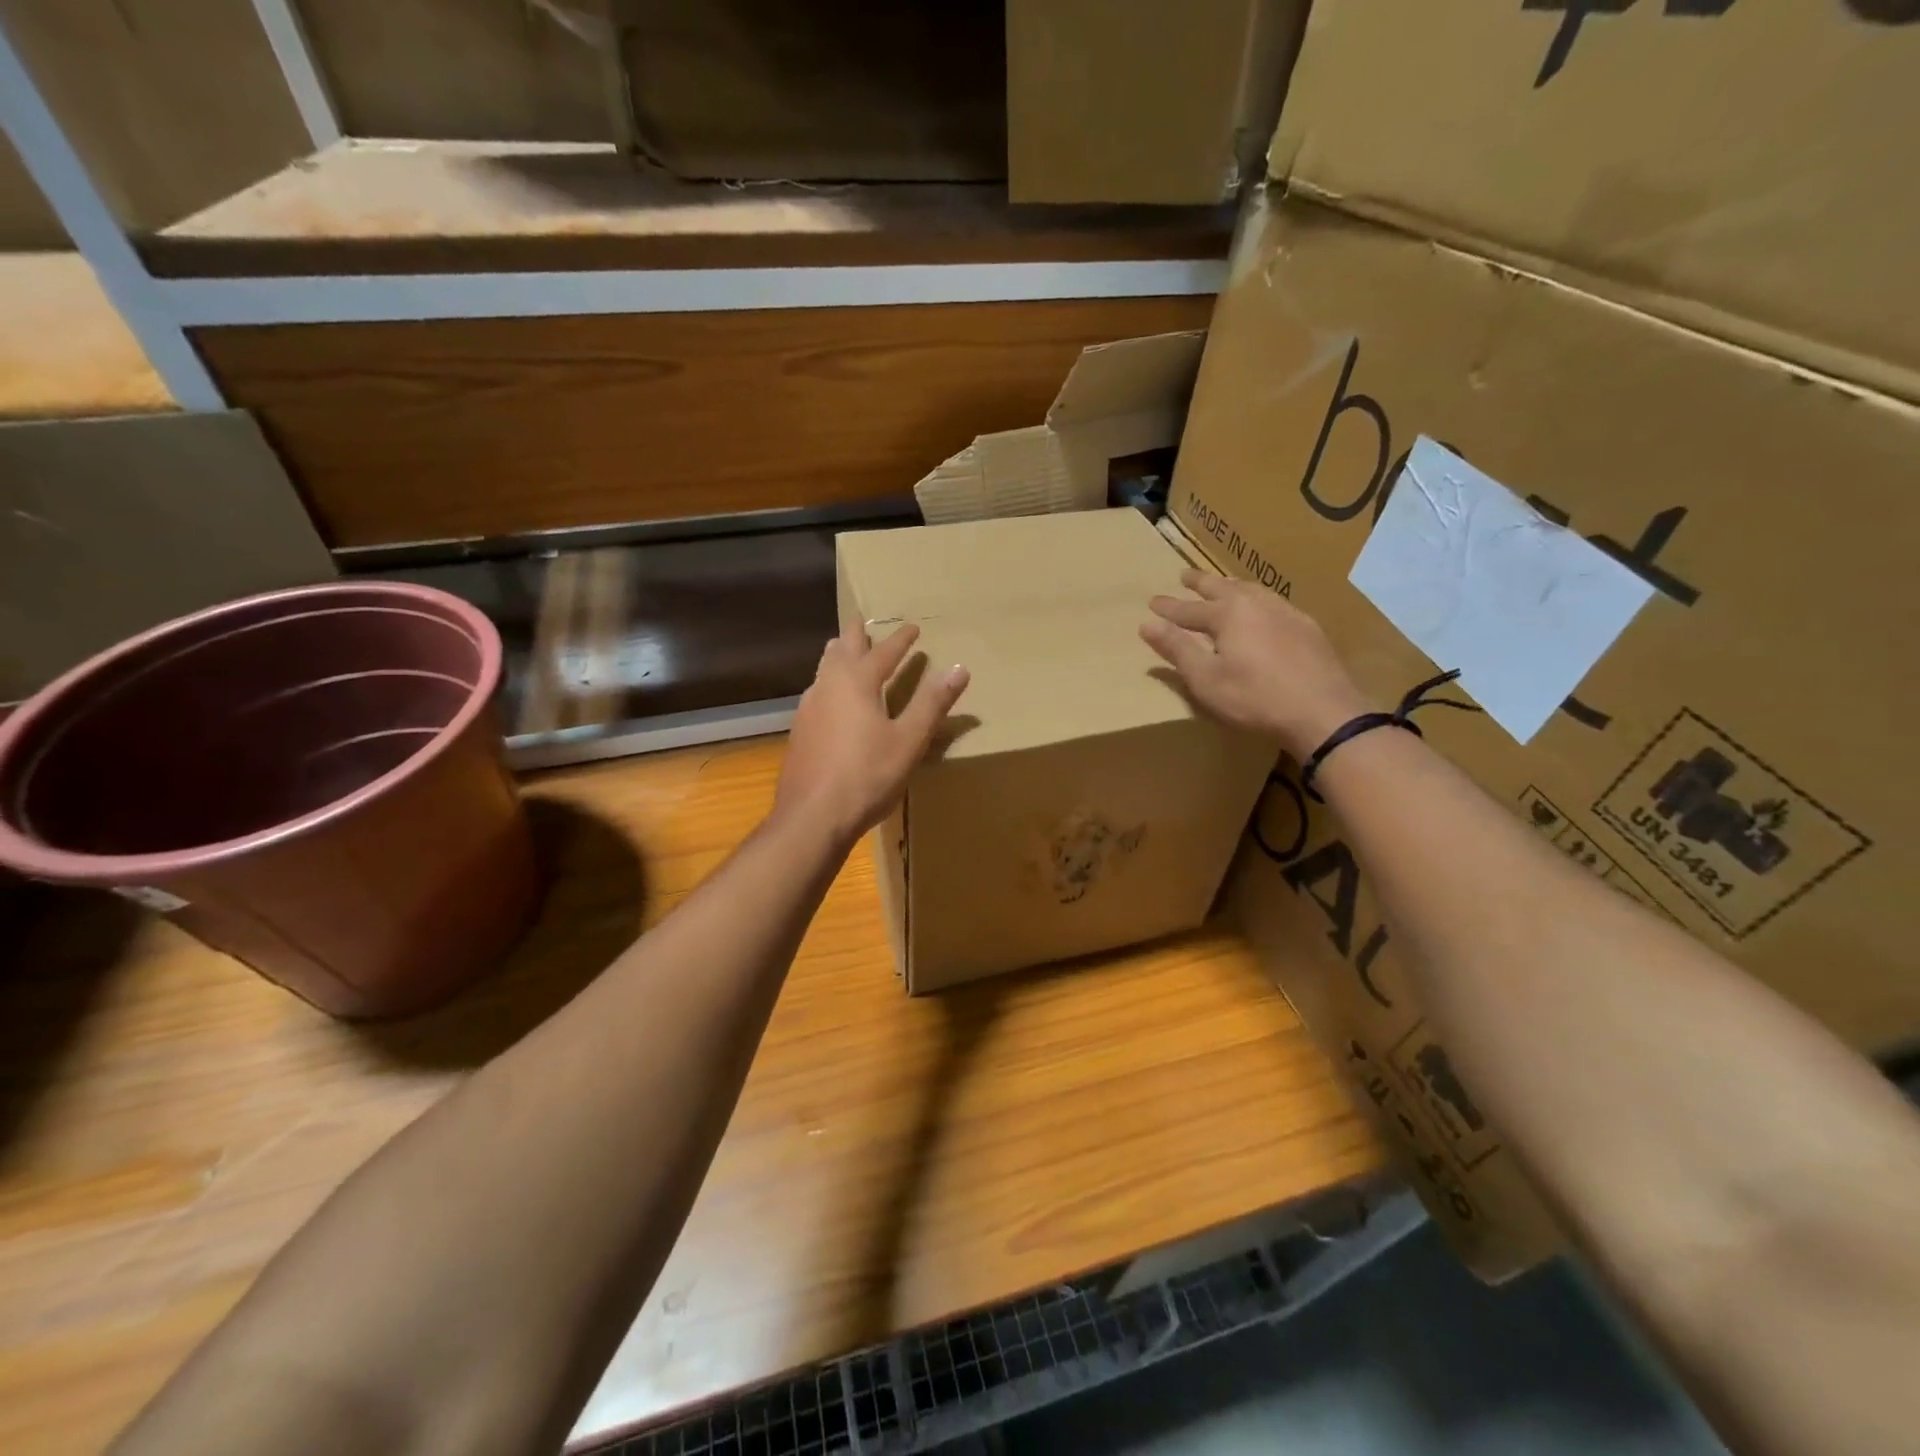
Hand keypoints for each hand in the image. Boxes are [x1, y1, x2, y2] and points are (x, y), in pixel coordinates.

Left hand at [774, 617, 969, 844]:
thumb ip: (932, 703)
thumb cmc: (867, 776)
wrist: (813, 816)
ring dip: (837, 656)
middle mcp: (828, 686)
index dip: (901, 640)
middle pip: (843, 650)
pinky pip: (816, 693)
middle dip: (856, 635)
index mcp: (857, 682)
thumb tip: (959, 668)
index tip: (912, 628)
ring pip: (823, 670)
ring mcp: (808, 708)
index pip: (884, 652)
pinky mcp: (800, 731)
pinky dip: (828, 683)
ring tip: (843, 651)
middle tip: (862, 621)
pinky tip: (830, 700)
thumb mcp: (909, 740)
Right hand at [1142, 570, 1368, 758]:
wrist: (1322, 711)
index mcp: (1228, 614)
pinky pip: (1274, 602)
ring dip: (1231, 586)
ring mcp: (1286, 612)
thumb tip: (1147, 624)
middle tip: (1184, 576)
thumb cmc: (1255, 698)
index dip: (1168, 608)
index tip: (1152, 602)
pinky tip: (1261, 609)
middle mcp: (1256, 603)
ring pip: (1251, 590)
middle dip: (1200, 583)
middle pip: (1222, 588)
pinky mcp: (1307, 627)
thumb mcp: (1206, 678)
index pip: (1189, 609)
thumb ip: (1177, 649)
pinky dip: (1257, 599)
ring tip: (1222, 585)